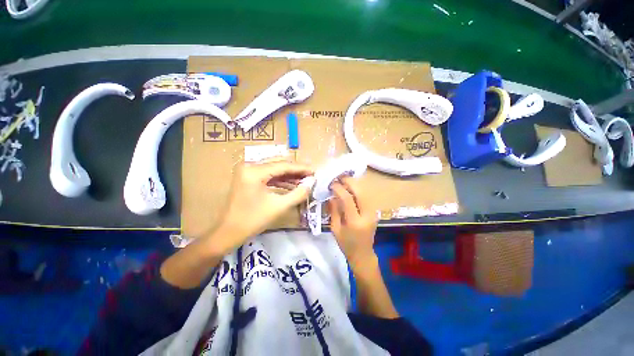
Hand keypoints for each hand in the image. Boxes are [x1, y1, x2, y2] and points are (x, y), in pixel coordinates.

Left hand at [207, 159, 314, 253]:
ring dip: (289, 176)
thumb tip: (312, 183)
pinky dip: (281, 180)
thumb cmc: (252, 221)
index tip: (314, 171)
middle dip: (296, 171)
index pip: (283, 166)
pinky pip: (269, 176)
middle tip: (311, 175)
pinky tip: (293, 185)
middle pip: (278, 165)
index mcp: (254, 171)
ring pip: (274, 170)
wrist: (228, 233)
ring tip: (305, 181)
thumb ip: (298, 193)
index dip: (301, 169)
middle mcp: (250, 166)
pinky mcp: (248, 178)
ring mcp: (248, 171)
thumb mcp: (279, 207)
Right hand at [328, 177, 377, 270]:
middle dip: (349, 181)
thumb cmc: (346, 244)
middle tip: (339, 177)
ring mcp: (373, 212)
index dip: (339, 188)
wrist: (363, 254)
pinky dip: (357, 189)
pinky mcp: (374, 211)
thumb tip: (332, 195)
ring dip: (354, 184)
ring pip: (365, 192)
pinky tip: (350, 188)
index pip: (348, 199)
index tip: (332, 184)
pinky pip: (366, 196)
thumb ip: (334, 211)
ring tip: (343, 180)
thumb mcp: (335, 229)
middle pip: (360, 191)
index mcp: (355, 221)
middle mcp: (367, 215)